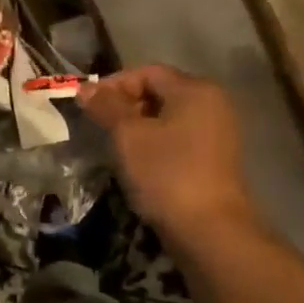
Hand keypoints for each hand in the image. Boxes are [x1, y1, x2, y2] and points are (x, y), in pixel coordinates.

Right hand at [82, 65, 256, 242]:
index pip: (148, 72)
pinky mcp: (215, 160)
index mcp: (195, 90)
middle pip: (160, 92)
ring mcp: (218, 134)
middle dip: (125, 105)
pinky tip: (137, 164)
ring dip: (138, 127)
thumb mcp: (129, 136)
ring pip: (168, 118)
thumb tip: (85, 87)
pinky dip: (155, 144)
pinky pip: (179, 140)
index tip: (87, 105)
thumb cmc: (166, 174)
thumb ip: (107, 107)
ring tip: (113, 145)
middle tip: (98, 125)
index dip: (114, 84)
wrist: (209, 230)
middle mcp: (213, 104)